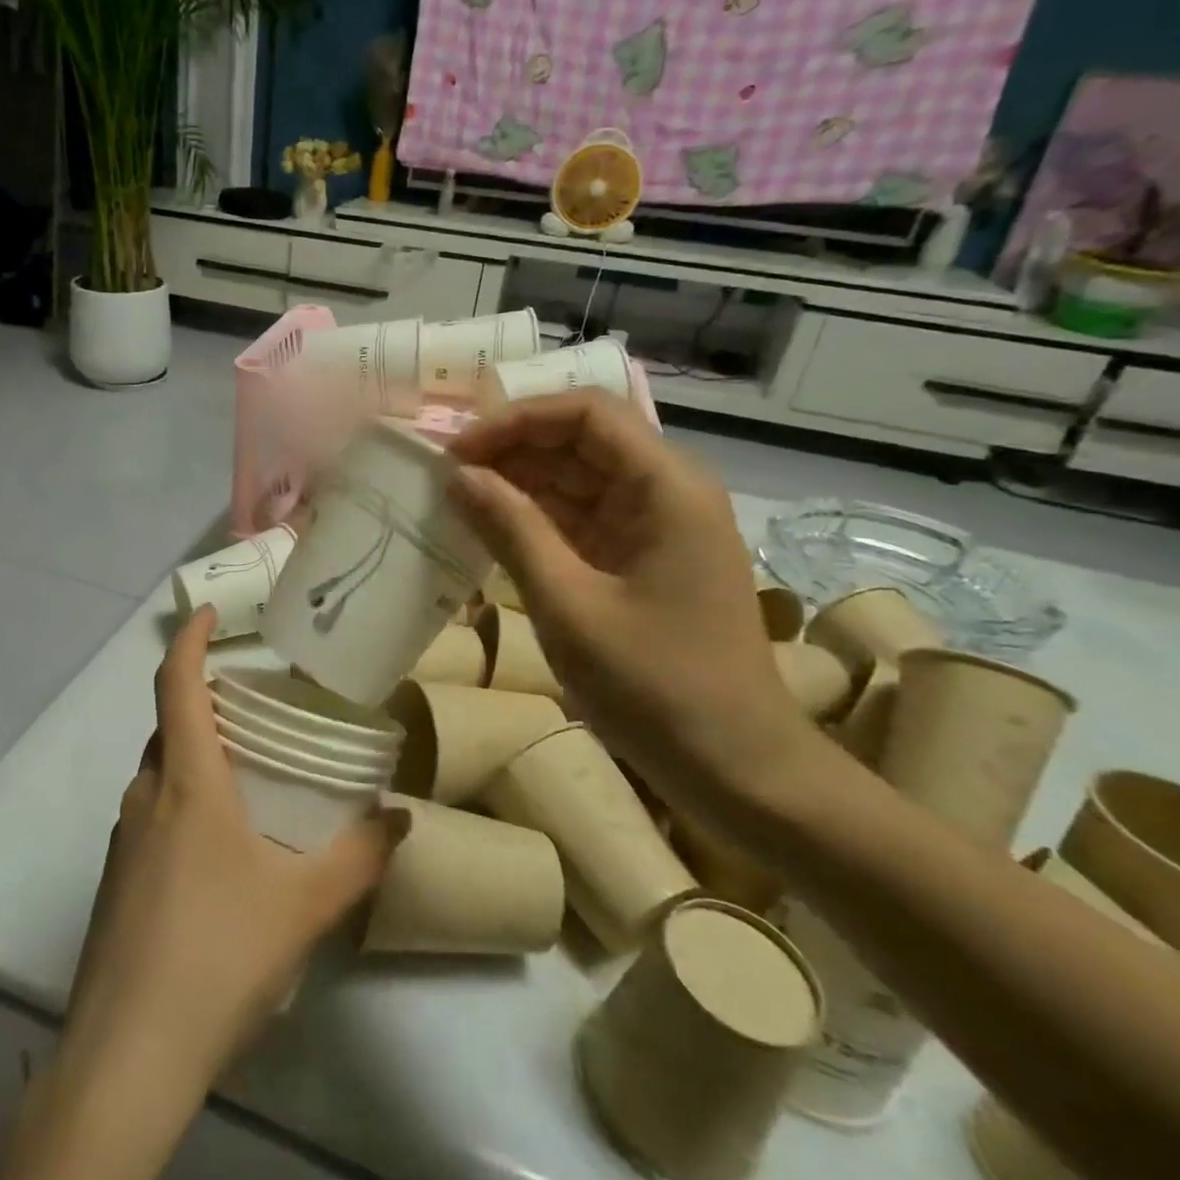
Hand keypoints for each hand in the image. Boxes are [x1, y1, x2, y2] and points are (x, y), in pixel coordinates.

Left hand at [65, 606, 397, 1088]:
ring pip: (159, 773)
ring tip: (247, 775)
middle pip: (168, 726)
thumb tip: (401, 820)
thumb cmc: (217, 956)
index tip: (211, 614)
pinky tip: (219, 851)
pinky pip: (151, 815)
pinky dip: (182, 802)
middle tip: (254, 707)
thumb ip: (359, 858)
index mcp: (186, 782)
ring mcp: (123, 840)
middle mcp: (145, 796)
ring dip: (195, 757)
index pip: (176, 684)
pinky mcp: (116, 881)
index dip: (190, 639)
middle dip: (203, 702)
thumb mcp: (303, 905)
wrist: (127, 1058)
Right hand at [446, 391, 814, 818]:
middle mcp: (667, 491)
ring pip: (578, 478)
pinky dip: (536, 519)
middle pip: (581, 440)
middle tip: (445, 476)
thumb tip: (458, 476)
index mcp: (665, 487)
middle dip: (511, 450)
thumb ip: (511, 530)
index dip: (515, 420)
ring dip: (519, 483)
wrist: (735, 766)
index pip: (586, 413)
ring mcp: (657, 526)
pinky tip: (491, 530)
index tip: (457, 451)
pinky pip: (582, 518)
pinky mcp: (643, 558)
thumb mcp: (568, 605)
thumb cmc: (654, 685)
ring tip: (457, 500)